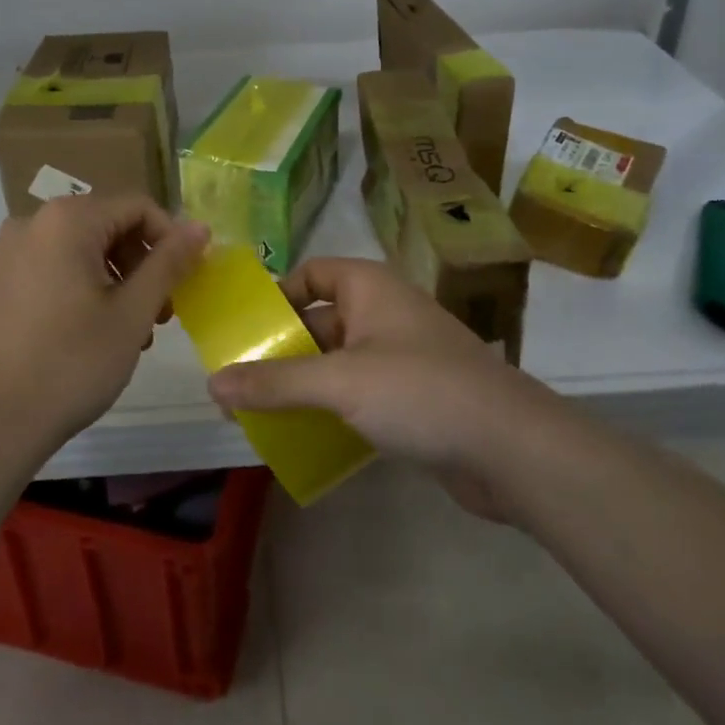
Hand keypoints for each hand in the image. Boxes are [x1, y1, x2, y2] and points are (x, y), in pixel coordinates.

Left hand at [0, 195, 208, 458]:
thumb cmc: (70, 365)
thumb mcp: (132, 313)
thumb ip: (169, 263)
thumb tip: (200, 227)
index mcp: (67, 220)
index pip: (137, 207)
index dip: (169, 239)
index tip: (182, 284)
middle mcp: (30, 222)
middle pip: (105, 225)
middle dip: (139, 264)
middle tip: (156, 315)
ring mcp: (2, 252)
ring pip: (75, 250)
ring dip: (110, 280)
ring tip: (122, 332)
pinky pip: (45, 268)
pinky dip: (74, 288)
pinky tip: (79, 334)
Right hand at [205, 257, 553, 521]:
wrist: (512, 449)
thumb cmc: (420, 391)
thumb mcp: (339, 382)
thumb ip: (275, 382)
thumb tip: (212, 382)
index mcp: (369, 287)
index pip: (310, 275)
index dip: (275, 297)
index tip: (242, 331)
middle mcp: (383, 313)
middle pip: (318, 321)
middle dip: (280, 351)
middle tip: (238, 383)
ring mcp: (400, 356)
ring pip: (336, 362)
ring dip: (302, 385)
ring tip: (260, 414)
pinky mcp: (413, 398)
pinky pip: (358, 394)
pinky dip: (330, 410)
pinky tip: (304, 438)